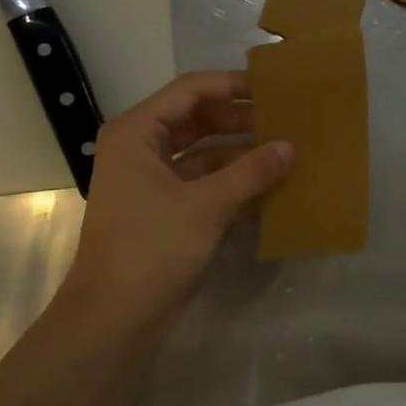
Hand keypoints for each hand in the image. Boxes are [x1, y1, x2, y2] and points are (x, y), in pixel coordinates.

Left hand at [61, 71, 292, 329]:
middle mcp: (143, 149)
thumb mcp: (206, 205)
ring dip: (244, 155)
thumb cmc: (151, 249)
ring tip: (289, 153)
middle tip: (288, 122)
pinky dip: (236, 184)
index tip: (275, 89)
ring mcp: (154, 182)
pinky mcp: (167, 211)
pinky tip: (274, 189)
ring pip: (207, 154)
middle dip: (243, 121)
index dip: (234, 85)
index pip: (192, 90)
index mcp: (138, 133)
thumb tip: (290, 146)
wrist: (114, 319)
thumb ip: (252, 171)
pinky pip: (207, 184)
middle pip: (200, 120)